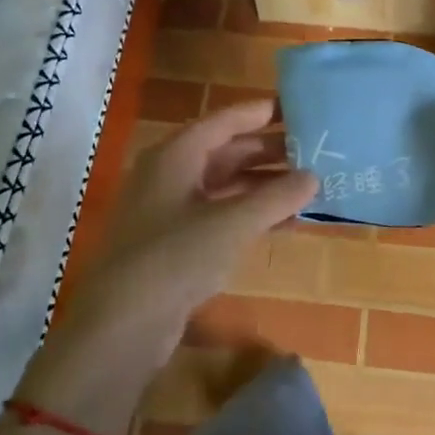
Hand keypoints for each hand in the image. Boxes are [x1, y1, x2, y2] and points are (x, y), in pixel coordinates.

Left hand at [17, 101, 315, 434]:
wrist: (120, 326)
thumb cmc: (174, 258)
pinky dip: (249, 214)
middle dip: (267, 152)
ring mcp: (168, 211)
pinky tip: (283, 222)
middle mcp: (168, 176)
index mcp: (174, 156)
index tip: (296, 108)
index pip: (223, 121)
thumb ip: (276, 197)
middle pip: (224, 152)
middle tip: (313, 150)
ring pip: (223, 186)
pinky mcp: (172, 244)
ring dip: (262, 186)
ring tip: (306, 185)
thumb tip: (313, 176)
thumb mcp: (232, 224)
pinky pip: (218, 216)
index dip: (259, 113)